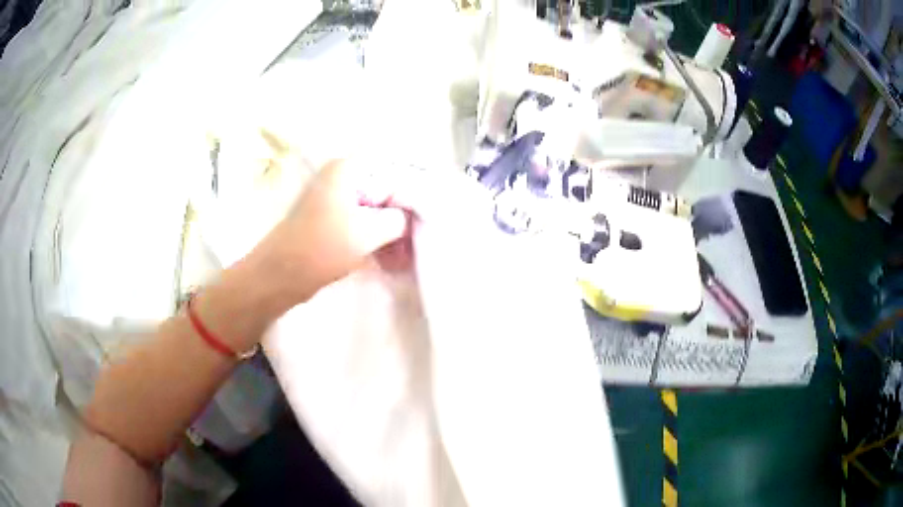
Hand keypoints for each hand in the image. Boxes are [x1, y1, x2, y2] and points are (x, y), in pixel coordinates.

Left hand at [252, 159, 409, 304]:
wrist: (280, 275)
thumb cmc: (323, 247)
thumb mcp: (370, 231)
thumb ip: (399, 219)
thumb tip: (410, 218)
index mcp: (349, 169)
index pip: (395, 169)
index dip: (415, 190)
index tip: (430, 213)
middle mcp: (343, 178)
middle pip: (387, 189)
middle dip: (405, 215)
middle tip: (421, 237)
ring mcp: (336, 200)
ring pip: (376, 209)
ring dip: (393, 231)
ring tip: (408, 255)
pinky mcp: (332, 220)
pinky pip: (364, 224)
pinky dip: (378, 238)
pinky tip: (393, 259)